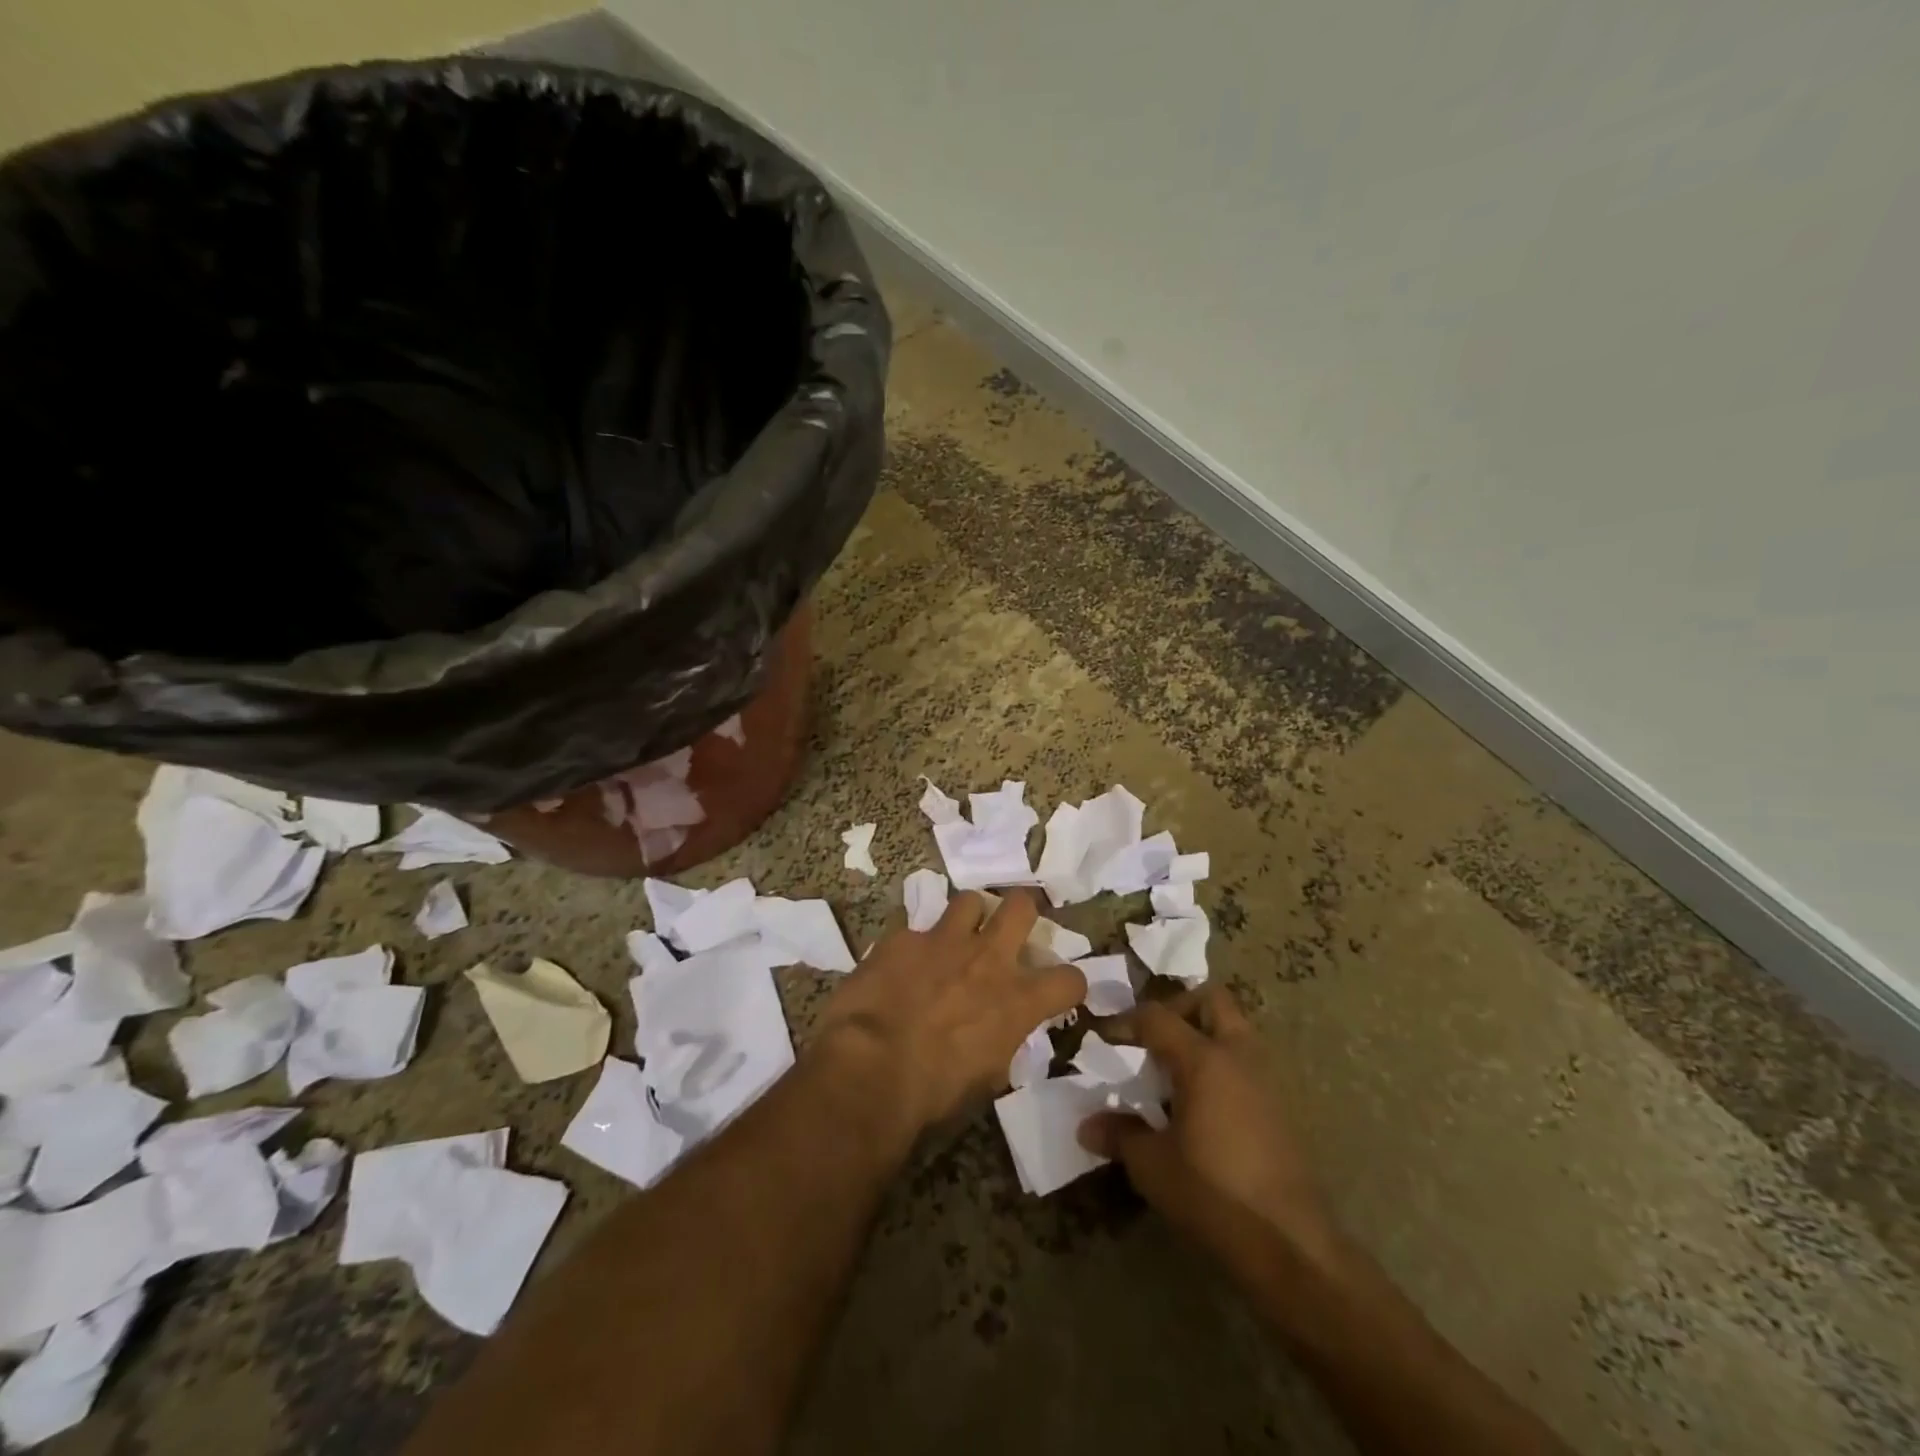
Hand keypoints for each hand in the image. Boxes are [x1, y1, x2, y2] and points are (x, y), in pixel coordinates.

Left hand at [812, 889, 1085, 1134]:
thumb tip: (997, 1034)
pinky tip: (899, 965)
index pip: (1070, 979)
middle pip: (1021, 906)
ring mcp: (943, 941)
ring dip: (967, 918)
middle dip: (1020, 913)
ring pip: (969, 900)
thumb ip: (1001, 1042)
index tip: (1056, 991)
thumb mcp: (986, 1079)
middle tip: (1008, 931)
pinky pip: (914, 929)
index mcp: (1017, 1001)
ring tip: (954, 938)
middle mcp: (988, 959)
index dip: (1067, 984)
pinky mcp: (902, 938)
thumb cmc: (933, 1094)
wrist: (870, 1069)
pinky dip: (913, 946)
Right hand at [1080, 984, 1341, 1275]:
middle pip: (1211, 1001)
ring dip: (1204, 1036)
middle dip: (1178, 1008)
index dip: (1125, 1022)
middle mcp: (1238, 1056)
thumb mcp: (1152, 1165)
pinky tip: (1202, 1105)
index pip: (1157, 1017)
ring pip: (1235, 1030)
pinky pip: (1246, 1063)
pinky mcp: (1282, 1108)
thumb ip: (1119, 1135)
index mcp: (1204, 1059)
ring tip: (1174, 1072)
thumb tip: (1086, 1126)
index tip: (1104, 1039)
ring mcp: (1266, 1080)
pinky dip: (1222, 1066)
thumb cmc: (1213, 1194)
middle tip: (1152, 1038)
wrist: (1290, 1244)